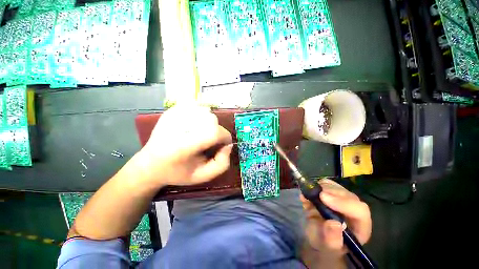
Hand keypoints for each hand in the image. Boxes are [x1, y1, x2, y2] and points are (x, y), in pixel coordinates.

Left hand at [139, 103, 232, 186]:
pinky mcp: (171, 111)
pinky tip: (196, 125)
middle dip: (218, 131)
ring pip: (205, 111)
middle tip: (211, 141)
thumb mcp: (203, 176)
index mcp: (183, 146)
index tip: (224, 144)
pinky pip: (196, 106)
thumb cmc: (177, 172)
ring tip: (203, 133)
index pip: (213, 132)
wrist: (150, 163)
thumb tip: (229, 145)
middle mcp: (177, 127)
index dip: (225, 137)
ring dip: (210, 123)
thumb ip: (222, 164)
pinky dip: (201, 114)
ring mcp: (172, 116)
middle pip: (211, 119)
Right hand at [301, 179, 371, 263]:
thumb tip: (334, 224)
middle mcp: (354, 211)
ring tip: (309, 195)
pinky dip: (315, 185)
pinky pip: (326, 184)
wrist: (318, 237)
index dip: (343, 202)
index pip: (360, 211)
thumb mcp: (327, 247)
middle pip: (347, 195)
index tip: (323, 197)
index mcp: (360, 227)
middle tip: (313, 193)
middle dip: (330, 192)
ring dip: (321, 187)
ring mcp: (343, 200)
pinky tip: (307, 193)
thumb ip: (332, 239)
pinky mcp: (332, 193)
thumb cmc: (325, 246)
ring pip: (337, 187)